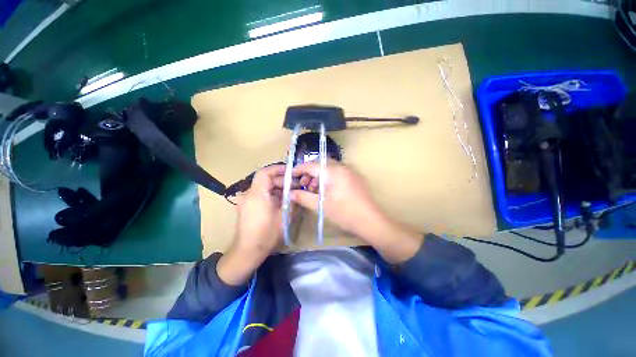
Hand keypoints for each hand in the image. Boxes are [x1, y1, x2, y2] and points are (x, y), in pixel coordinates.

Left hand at [218, 165, 285, 284]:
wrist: (247, 251)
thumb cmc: (266, 233)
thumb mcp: (284, 216)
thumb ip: (292, 201)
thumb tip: (298, 193)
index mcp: (257, 194)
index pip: (265, 173)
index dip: (278, 169)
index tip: (290, 171)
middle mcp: (248, 194)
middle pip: (265, 180)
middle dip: (281, 180)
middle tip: (295, 185)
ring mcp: (246, 201)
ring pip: (263, 187)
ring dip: (276, 188)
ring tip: (290, 193)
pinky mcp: (246, 207)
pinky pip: (260, 195)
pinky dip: (271, 194)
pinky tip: (281, 201)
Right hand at [291, 160, 423, 262]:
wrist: (370, 221)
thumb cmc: (344, 213)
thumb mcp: (321, 205)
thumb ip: (303, 197)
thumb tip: (290, 193)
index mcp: (333, 171)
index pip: (311, 165)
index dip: (299, 169)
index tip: (291, 176)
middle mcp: (342, 167)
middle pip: (321, 165)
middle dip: (310, 173)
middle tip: (304, 185)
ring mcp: (351, 171)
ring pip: (330, 169)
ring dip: (320, 176)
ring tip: (315, 190)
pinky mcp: (356, 177)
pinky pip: (339, 173)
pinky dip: (329, 178)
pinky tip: (328, 190)